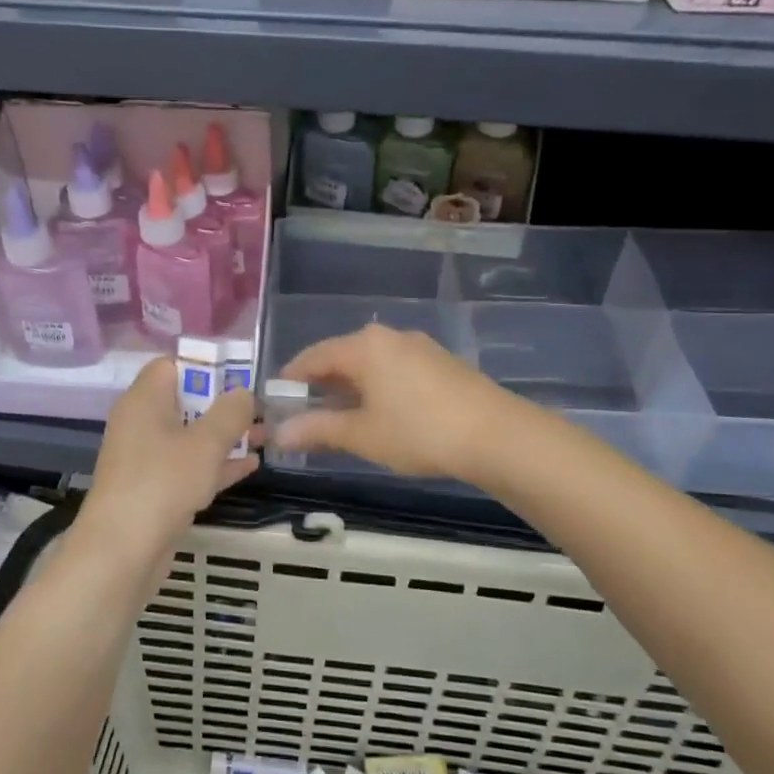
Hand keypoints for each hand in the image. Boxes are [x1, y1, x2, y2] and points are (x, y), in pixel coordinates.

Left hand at [80, 357, 258, 562]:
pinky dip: (215, 465)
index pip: (171, 365)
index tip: (239, 375)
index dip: (205, 366)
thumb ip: (230, 413)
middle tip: (260, 408)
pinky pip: (188, 467)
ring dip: (224, 436)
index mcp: (144, 400)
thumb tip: (243, 392)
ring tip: (264, 436)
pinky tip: (251, 467)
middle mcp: (141, 423)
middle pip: (184, 401)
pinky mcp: (154, 490)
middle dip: (222, 404)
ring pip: (189, 437)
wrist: (121, 552)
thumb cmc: (163, 482)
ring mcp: (146, 459)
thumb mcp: (205, 443)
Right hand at [276, 325, 512, 480]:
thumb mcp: (362, 435)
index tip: (276, 404)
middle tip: (305, 417)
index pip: (313, 356)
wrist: (497, 436)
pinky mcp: (440, 362)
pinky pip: (394, 369)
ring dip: (350, 388)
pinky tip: (382, 415)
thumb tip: (279, 434)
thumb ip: (317, 429)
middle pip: (341, 357)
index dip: (291, 380)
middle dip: (320, 386)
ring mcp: (419, 347)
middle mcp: (389, 337)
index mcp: (364, 346)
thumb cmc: (419, 432)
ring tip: (341, 420)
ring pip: (370, 364)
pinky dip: (377, 388)